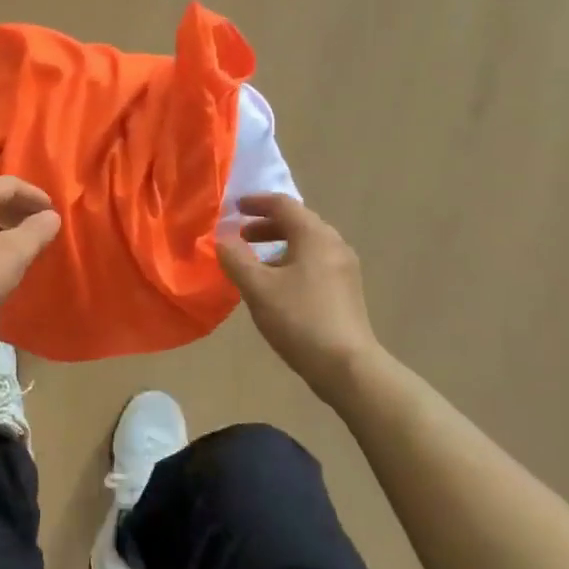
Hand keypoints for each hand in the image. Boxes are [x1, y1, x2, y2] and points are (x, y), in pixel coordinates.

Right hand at [217, 194, 381, 406]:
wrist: (346, 365)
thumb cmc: (299, 319)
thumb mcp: (257, 287)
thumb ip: (236, 258)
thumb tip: (222, 239)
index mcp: (314, 236)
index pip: (283, 205)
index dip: (256, 203)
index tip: (233, 208)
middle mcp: (333, 244)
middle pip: (297, 222)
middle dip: (266, 225)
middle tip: (240, 236)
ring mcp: (344, 268)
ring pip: (306, 244)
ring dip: (278, 245)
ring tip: (254, 262)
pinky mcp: (346, 290)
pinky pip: (314, 263)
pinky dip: (291, 262)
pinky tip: (276, 285)